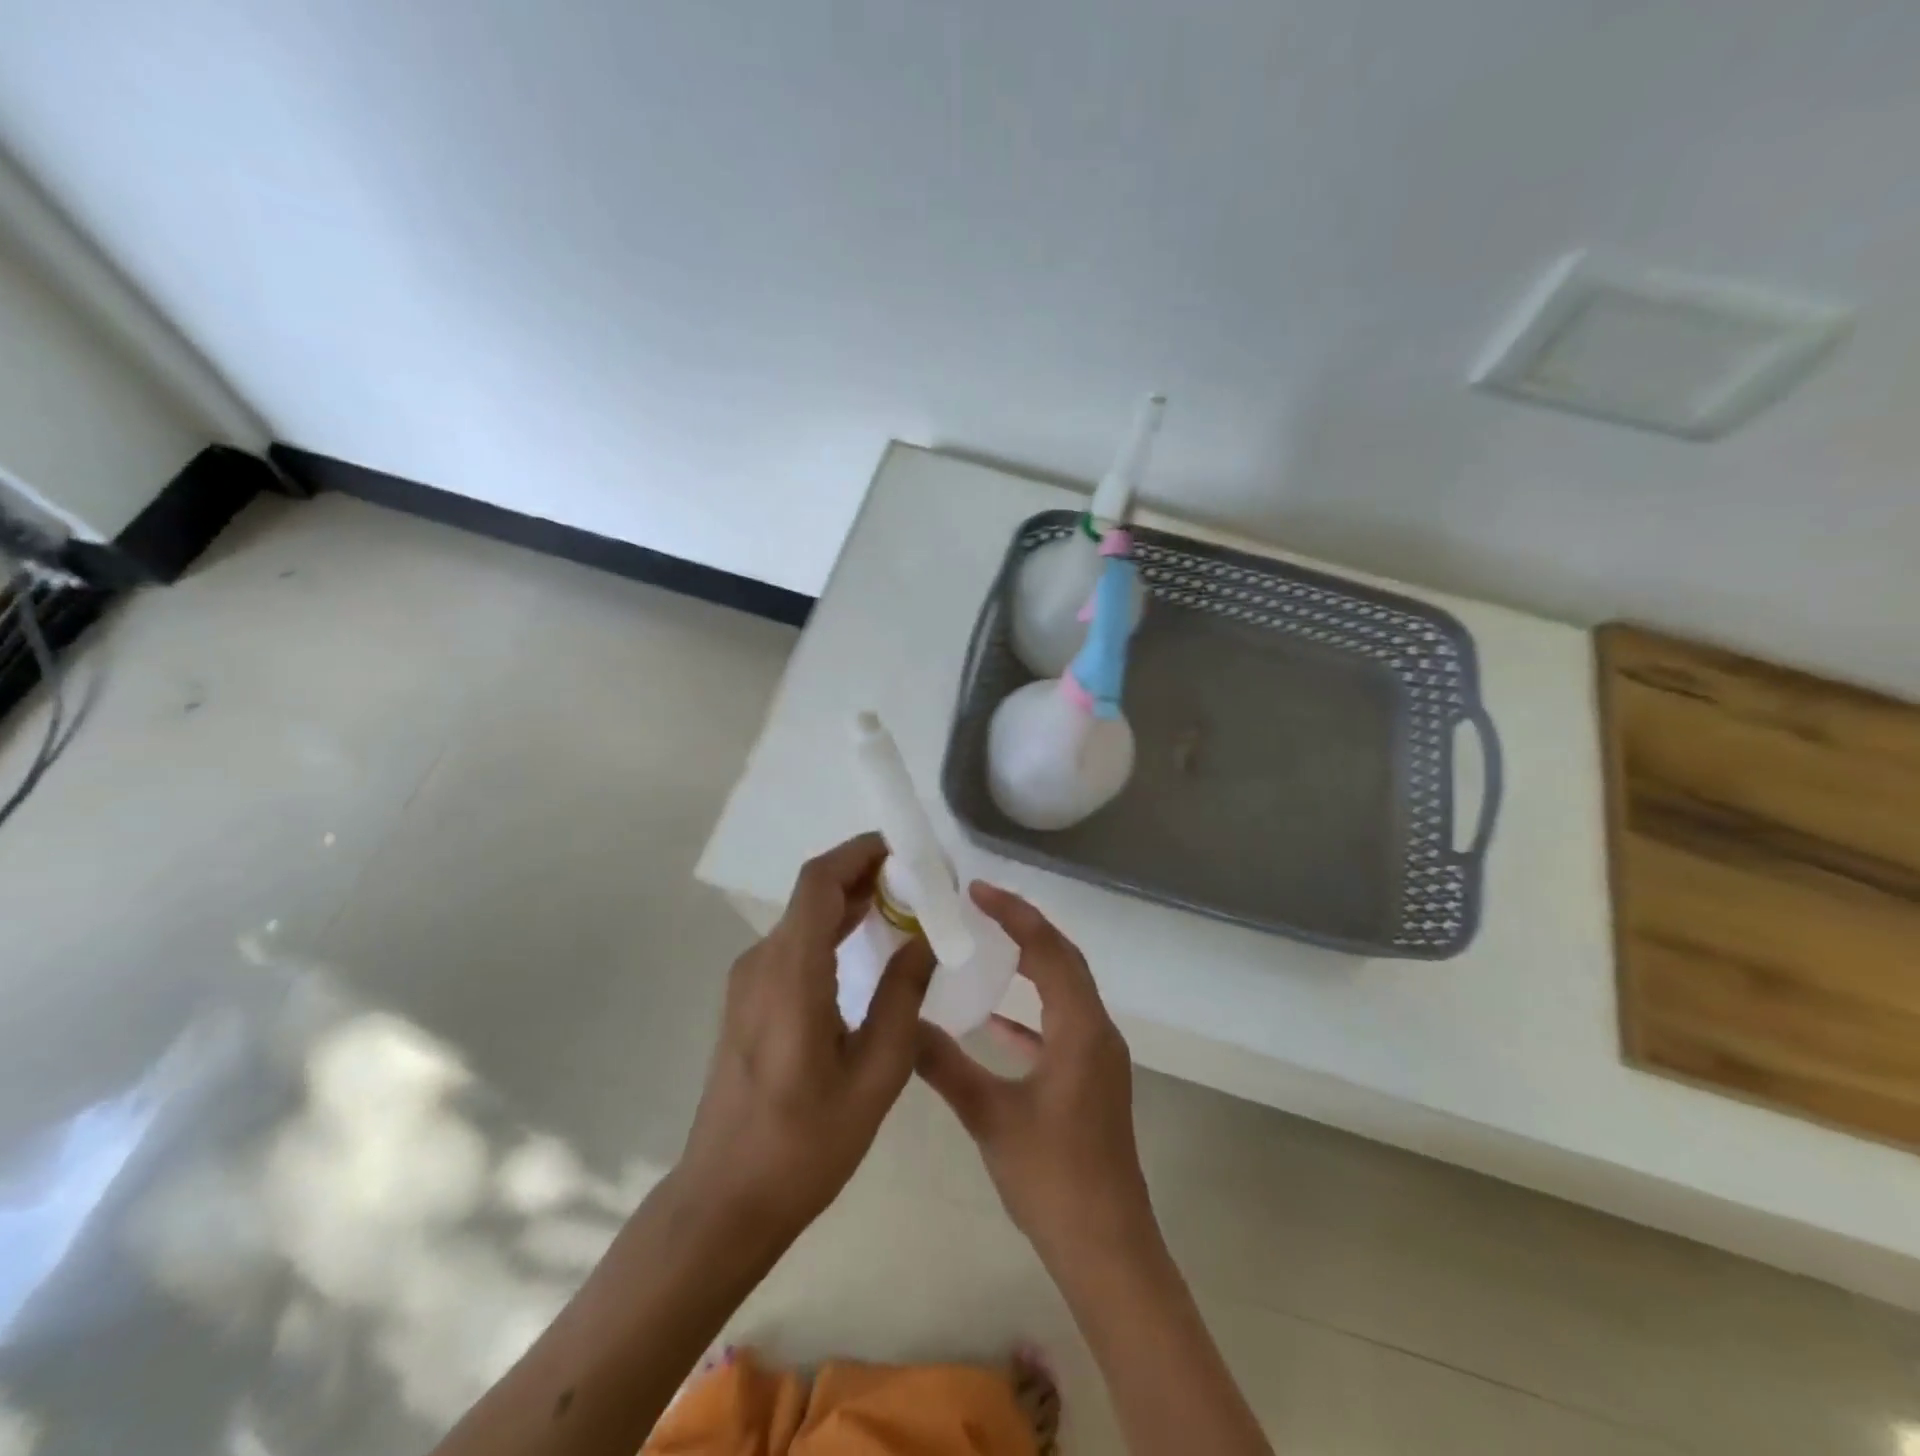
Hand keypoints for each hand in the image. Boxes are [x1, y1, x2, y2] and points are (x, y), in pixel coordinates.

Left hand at [676, 832, 934, 1247]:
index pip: (819, 882)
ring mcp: (748, 981)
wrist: (725, 1200)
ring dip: (848, 901)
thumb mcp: (875, 1074)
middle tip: (919, 878)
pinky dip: (830, 930)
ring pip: (802, 918)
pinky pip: (793, 945)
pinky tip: (865, 945)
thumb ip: (902, 997)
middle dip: (863, 873)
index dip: (860, 853)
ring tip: (902, 903)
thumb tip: (925, 940)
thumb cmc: (805, 1144)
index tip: (906, 849)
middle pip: (811, 893)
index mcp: (791, 973)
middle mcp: (762, 963)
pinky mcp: (747, 1001)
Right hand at [914, 883, 1155, 1266]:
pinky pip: (1062, 1024)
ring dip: (1031, 964)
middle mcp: (1097, 1031)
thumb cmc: (1052, 1178)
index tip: (976, 890)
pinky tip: (994, 1021)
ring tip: (986, 946)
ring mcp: (1099, 1057)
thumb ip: (945, 1065)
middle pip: (1063, 960)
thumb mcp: (990, 1117)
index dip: (1014, 914)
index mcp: (1080, 1029)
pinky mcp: (1092, 1079)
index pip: (1049, 950)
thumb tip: (903, 1025)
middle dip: (1024, 928)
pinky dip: (1031, 1011)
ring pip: (1065, 990)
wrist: (1106, 1248)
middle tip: (979, 907)